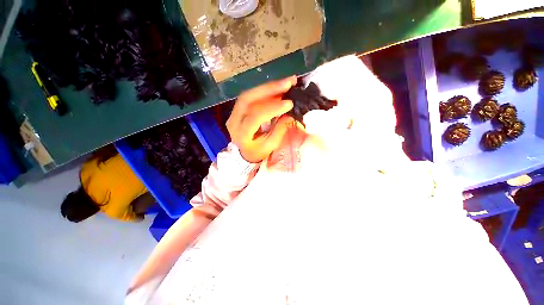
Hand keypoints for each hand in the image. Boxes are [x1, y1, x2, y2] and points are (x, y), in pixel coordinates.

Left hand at [226, 76, 296, 162]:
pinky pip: (251, 95)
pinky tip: (277, 87)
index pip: (255, 117)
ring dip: (269, 87)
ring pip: (249, 94)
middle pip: (248, 99)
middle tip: (289, 82)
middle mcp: (234, 120)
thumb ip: (279, 129)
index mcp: (241, 134)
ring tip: (286, 82)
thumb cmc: (258, 152)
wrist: (245, 152)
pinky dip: (265, 90)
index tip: (289, 103)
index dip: (272, 108)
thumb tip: (290, 113)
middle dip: (270, 89)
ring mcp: (234, 112)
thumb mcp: (270, 145)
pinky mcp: (238, 108)